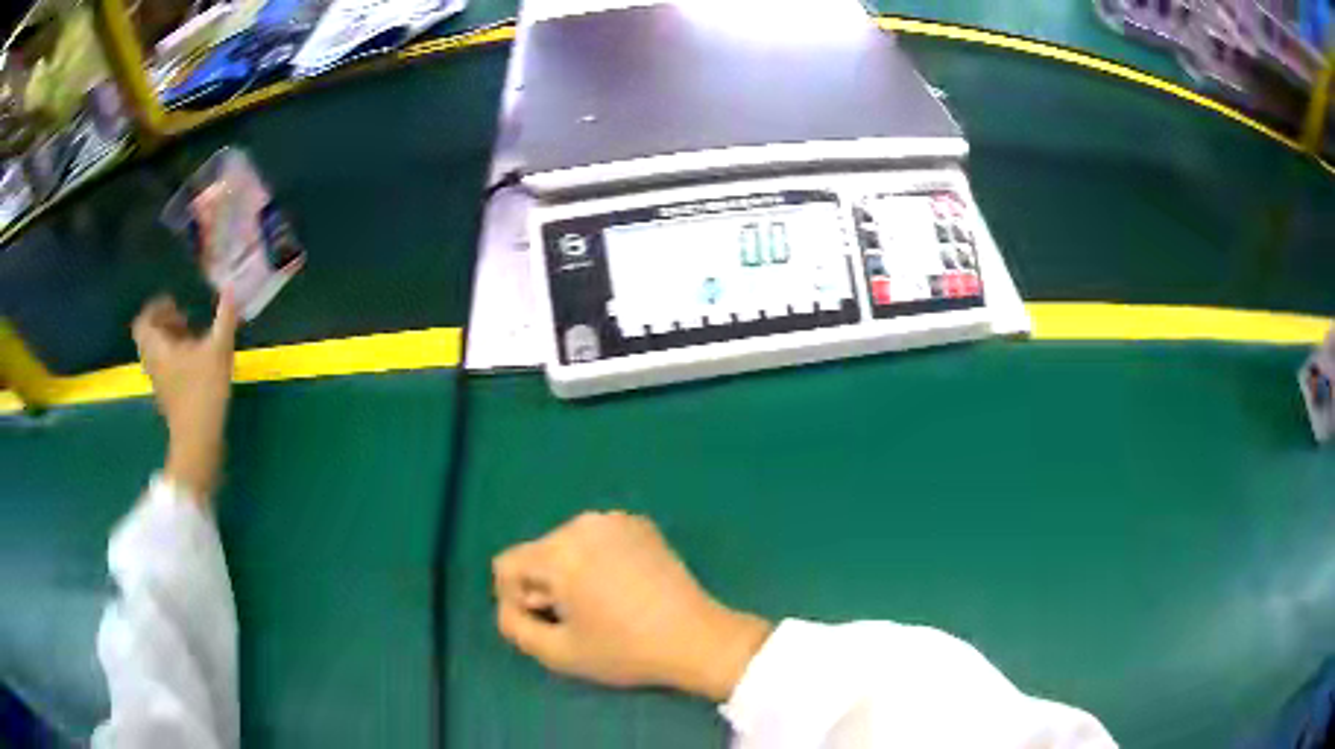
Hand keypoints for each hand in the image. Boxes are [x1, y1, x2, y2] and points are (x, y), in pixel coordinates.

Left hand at [132, 293, 238, 501]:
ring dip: (171, 340)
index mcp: (157, 347)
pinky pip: (165, 367)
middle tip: (185, 317)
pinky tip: (196, 361)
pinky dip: (175, 357)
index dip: (156, 308)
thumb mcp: (218, 350)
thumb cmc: (203, 392)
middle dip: (165, 322)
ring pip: (157, 352)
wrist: (198, 442)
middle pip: (149, 336)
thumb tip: (231, 287)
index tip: (175, 303)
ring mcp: (159, 382)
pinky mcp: (168, 396)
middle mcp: (153, 362)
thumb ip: (224, 318)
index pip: (144, 321)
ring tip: (192, 337)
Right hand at [493, 511, 771, 701]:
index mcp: (560, 552)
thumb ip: (515, 628)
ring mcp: (616, 519)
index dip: (515, 599)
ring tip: (600, 604)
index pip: (506, 565)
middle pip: (537, 553)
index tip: (546, 622)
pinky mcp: (641, 524)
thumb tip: (508, 607)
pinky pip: (597, 539)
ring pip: (566, 545)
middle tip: (576, 618)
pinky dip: (596, 560)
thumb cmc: (625, 650)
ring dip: (569, 573)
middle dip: (544, 585)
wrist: (697, 638)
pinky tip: (622, 587)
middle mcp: (583, 524)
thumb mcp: (558, 653)